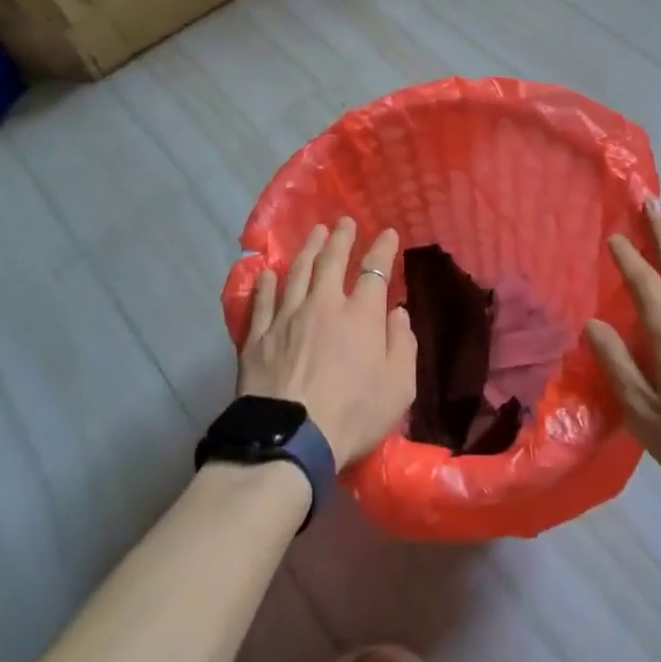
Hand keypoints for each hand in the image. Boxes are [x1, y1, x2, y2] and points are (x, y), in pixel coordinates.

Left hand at [239, 218, 417, 468]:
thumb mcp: (398, 387)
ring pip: (297, 272)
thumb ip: (403, 345)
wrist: (290, 439)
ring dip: (308, 249)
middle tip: (344, 222)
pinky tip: (269, 273)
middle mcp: (323, 304)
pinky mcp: (258, 336)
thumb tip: (397, 313)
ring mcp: (286, 317)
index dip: (382, 249)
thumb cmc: (353, 415)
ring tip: (314, 233)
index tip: (388, 234)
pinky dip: (267, 283)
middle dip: (341, 238)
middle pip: (331, 260)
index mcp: (360, 315)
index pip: (374, 270)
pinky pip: (263, 300)